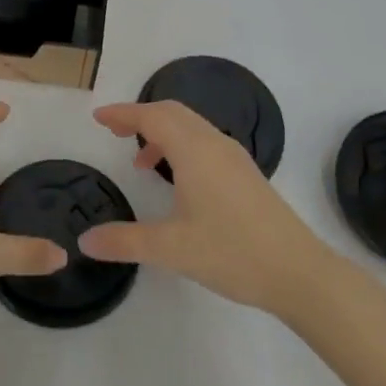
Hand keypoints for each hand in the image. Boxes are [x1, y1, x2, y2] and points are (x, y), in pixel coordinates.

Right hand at [78, 99, 334, 315]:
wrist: (299, 272)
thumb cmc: (232, 252)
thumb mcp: (171, 249)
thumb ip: (124, 241)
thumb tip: (85, 241)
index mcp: (194, 151)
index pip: (152, 117)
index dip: (123, 114)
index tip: (98, 119)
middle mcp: (215, 144)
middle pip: (172, 113)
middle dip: (141, 116)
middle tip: (114, 132)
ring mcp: (235, 157)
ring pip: (191, 126)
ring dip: (162, 132)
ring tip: (141, 163)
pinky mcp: (246, 174)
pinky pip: (205, 142)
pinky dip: (181, 145)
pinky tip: (178, 181)